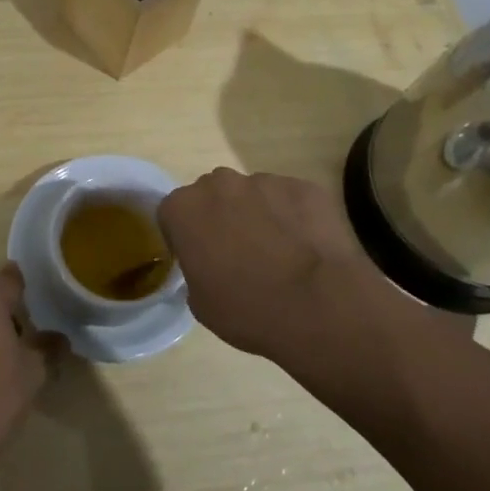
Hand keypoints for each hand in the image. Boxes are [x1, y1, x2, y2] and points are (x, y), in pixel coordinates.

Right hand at [158, 168, 386, 363]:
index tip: (199, 258)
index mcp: (185, 208)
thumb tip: (208, 265)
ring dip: (259, 215)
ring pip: (254, 194)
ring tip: (279, 253)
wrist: (317, 304)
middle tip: (238, 253)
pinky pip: (290, 199)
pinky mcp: (303, 186)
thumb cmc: (247, 309)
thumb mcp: (201, 303)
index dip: (184, 235)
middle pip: (213, 194)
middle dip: (221, 217)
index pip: (173, 213)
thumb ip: (195, 270)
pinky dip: (293, 217)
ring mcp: (265, 181)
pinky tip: (306, 248)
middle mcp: (220, 183)